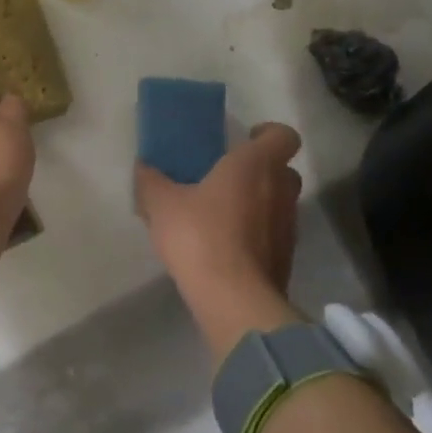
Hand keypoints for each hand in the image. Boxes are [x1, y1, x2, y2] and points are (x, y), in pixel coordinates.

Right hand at [136, 123, 304, 358]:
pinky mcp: (286, 259)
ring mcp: (288, 227)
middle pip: (284, 170)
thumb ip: (151, 181)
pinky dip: (257, 234)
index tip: (245, 139)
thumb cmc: (200, 235)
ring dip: (258, 204)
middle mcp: (280, 191)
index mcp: (255, 165)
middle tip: (227, 177)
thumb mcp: (161, 204)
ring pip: (279, 203)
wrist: (234, 300)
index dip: (268, 133)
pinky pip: (273, 234)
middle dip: (261, 170)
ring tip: (222, 214)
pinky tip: (225, 245)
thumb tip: (143, 167)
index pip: (283, 135)